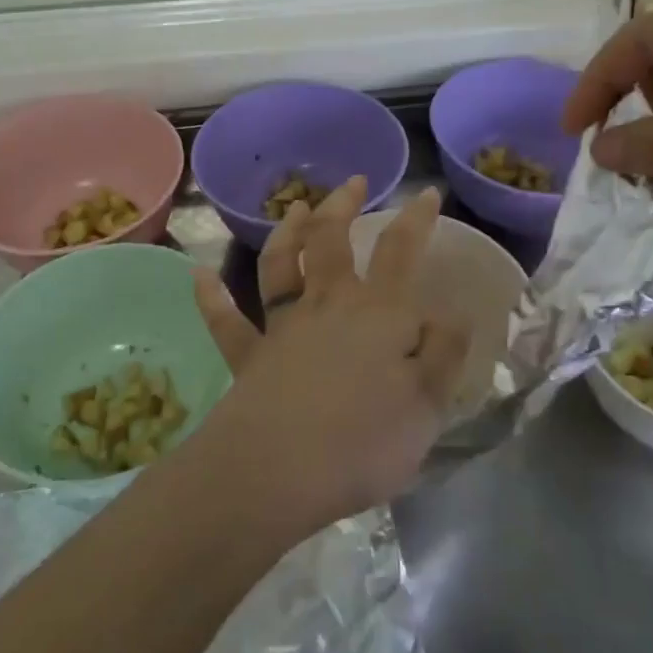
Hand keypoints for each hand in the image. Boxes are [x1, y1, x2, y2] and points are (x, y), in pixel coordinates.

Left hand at [189, 177, 469, 538]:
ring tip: (292, 207)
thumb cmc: (366, 440)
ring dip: (286, 233)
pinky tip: (199, 276)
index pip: (402, 251)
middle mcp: (329, 305)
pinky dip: (212, 298)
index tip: (427, 193)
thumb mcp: (429, 403)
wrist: (281, 470)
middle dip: (342, 205)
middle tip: (353, 182)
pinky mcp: (249, 356)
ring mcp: (283, 327)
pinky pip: (226, 322)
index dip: (417, 219)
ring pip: (280, 266)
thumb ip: (444, 353)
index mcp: (379, 312)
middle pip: (332, 240)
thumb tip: (453, 313)